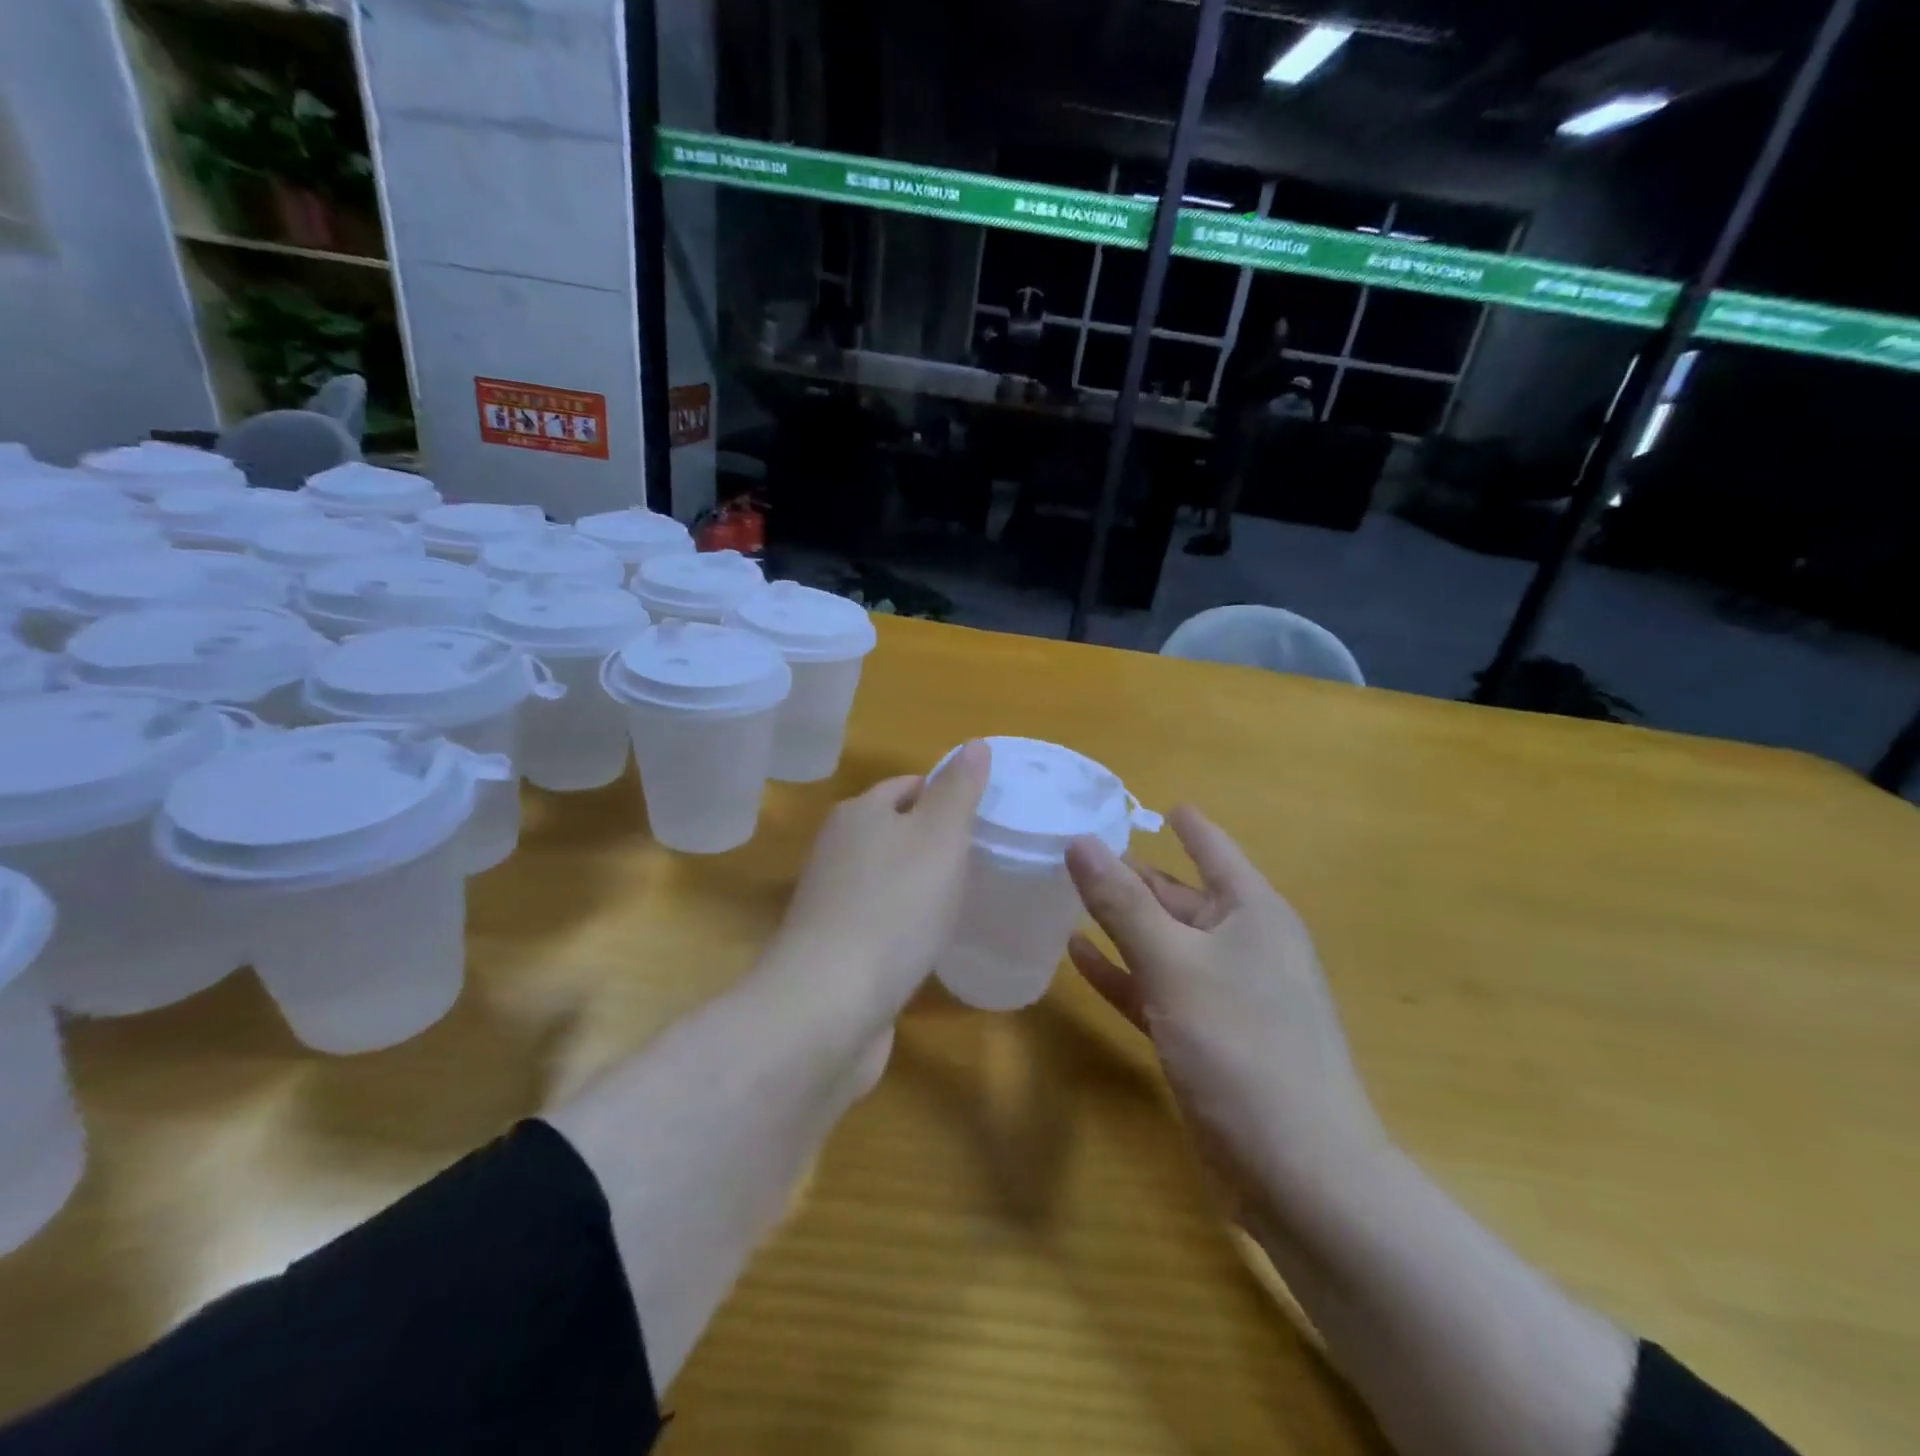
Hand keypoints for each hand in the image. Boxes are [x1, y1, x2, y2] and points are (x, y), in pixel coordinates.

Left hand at [759, 741, 989, 1034]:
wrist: (830, 1003)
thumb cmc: (894, 907)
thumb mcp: (940, 836)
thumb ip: (959, 790)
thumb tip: (975, 744)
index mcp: (859, 813)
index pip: (908, 785)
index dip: (946, 794)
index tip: (984, 816)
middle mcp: (837, 849)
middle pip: (894, 830)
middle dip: (934, 839)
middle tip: (981, 858)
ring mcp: (831, 901)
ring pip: (887, 876)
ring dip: (920, 883)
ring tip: (963, 898)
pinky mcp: (834, 947)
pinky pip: (880, 919)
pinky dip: (905, 922)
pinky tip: (929, 941)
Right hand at [1065, 806, 1385, 1218]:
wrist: (1300, 1174)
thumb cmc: (1243, 1047)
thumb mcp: (1175, 965)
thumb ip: (1122, 904)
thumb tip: (1079, 841)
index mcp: (1253, 912)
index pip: (1213, 849)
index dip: (1184, 823)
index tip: (1148, 801)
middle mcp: (1242, 945)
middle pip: (1178, 895)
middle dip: (1130, 874)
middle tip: (1072, 849)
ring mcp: (1223, 993)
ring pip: (1162, 942)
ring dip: (1119, 923)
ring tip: (1065, 893)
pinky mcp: (1204, 1036)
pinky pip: (1155, 988)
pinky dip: (1120, 972)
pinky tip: (1077, 955)